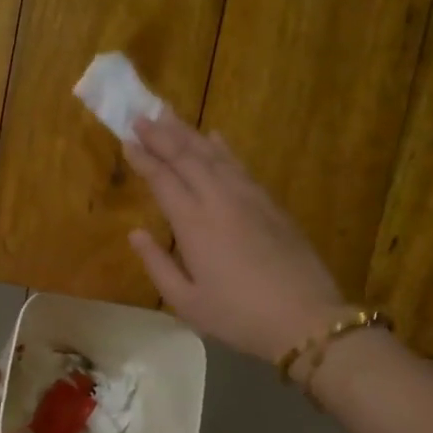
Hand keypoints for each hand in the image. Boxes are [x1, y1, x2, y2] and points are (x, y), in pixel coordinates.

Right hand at [124, 112, 346, 362]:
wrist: (305, 318)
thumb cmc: (238, 317)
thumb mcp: (187, 302)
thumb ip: (158, 265)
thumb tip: (135, 234)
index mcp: (194, 224)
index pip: (163, 180)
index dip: (144, 159)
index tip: (127, 140)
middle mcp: (219, 200)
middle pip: (187, 157)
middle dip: (161, 135)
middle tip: (140, 116)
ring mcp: (249, 198)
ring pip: (214, 155)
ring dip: (189, 133)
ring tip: (169, 115)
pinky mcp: (271, 204)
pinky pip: (240, 165)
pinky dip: (223, 148)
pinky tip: (215, 137)